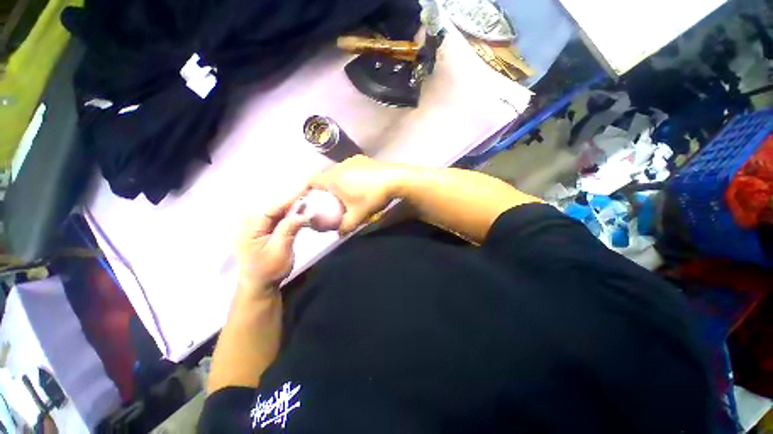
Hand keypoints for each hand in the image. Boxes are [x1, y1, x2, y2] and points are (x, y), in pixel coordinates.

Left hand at [236, 191, 308, 295]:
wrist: (261, 284)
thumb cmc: (269, 270)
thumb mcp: (280, 251)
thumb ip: (289, 229)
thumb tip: (304, 212)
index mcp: (251, 228)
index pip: (272, 208)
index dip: (289, 198)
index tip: (305, 188)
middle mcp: (252, 223)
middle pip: (275, 206)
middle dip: (293, 199)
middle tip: (310, 191)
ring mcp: (258, 226)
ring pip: (278, 211)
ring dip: (293, 206)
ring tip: (308, 199)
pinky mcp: (265, 229)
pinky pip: (279, 217)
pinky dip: (291, 214)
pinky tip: (301, 211)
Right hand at [309, 156, 408, 233]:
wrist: (395, 179)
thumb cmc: (372, 197)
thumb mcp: (357, 216)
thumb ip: (345, 226)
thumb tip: (339, 234)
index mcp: (333, 178)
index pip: (311, 181)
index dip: (306, 190)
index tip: (308, 199)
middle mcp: (339, 165)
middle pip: (324, 176)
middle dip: (324, 188)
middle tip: (328, 200)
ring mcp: (352, 160)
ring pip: (338, 171)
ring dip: (338, 181)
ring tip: (344, 193)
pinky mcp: (363, 159)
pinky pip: (349, 168)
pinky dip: (349, 176)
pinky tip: (359, 185)